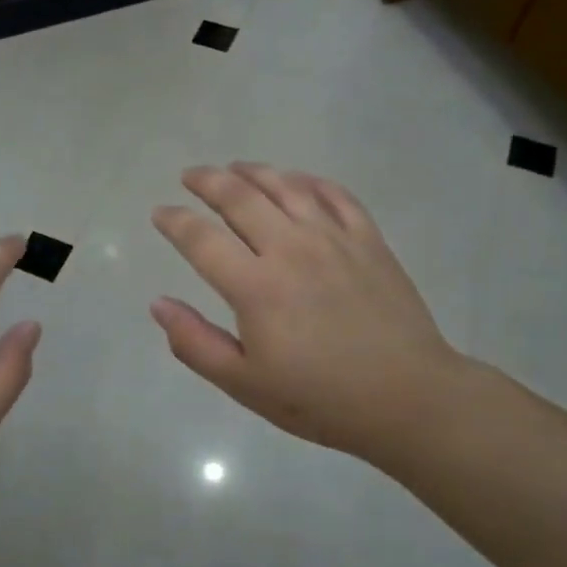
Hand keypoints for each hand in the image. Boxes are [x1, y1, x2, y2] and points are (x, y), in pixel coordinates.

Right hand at [150, 163, 466, 466]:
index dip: (175, 221)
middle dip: (208, 181)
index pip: (201, 239)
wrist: (408, 398)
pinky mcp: (369, 240)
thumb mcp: (245, 384)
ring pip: (285, 186)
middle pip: (240, 198)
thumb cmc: (320, 399)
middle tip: (190, 176)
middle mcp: (290, 249)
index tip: (160, 213)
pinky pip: (335, 195)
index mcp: (255, 287)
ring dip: (254, 171)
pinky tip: (296, 180)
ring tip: (234, 168)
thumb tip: (158, 304)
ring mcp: (334, 239)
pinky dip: (309, 180)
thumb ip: (195, 343)